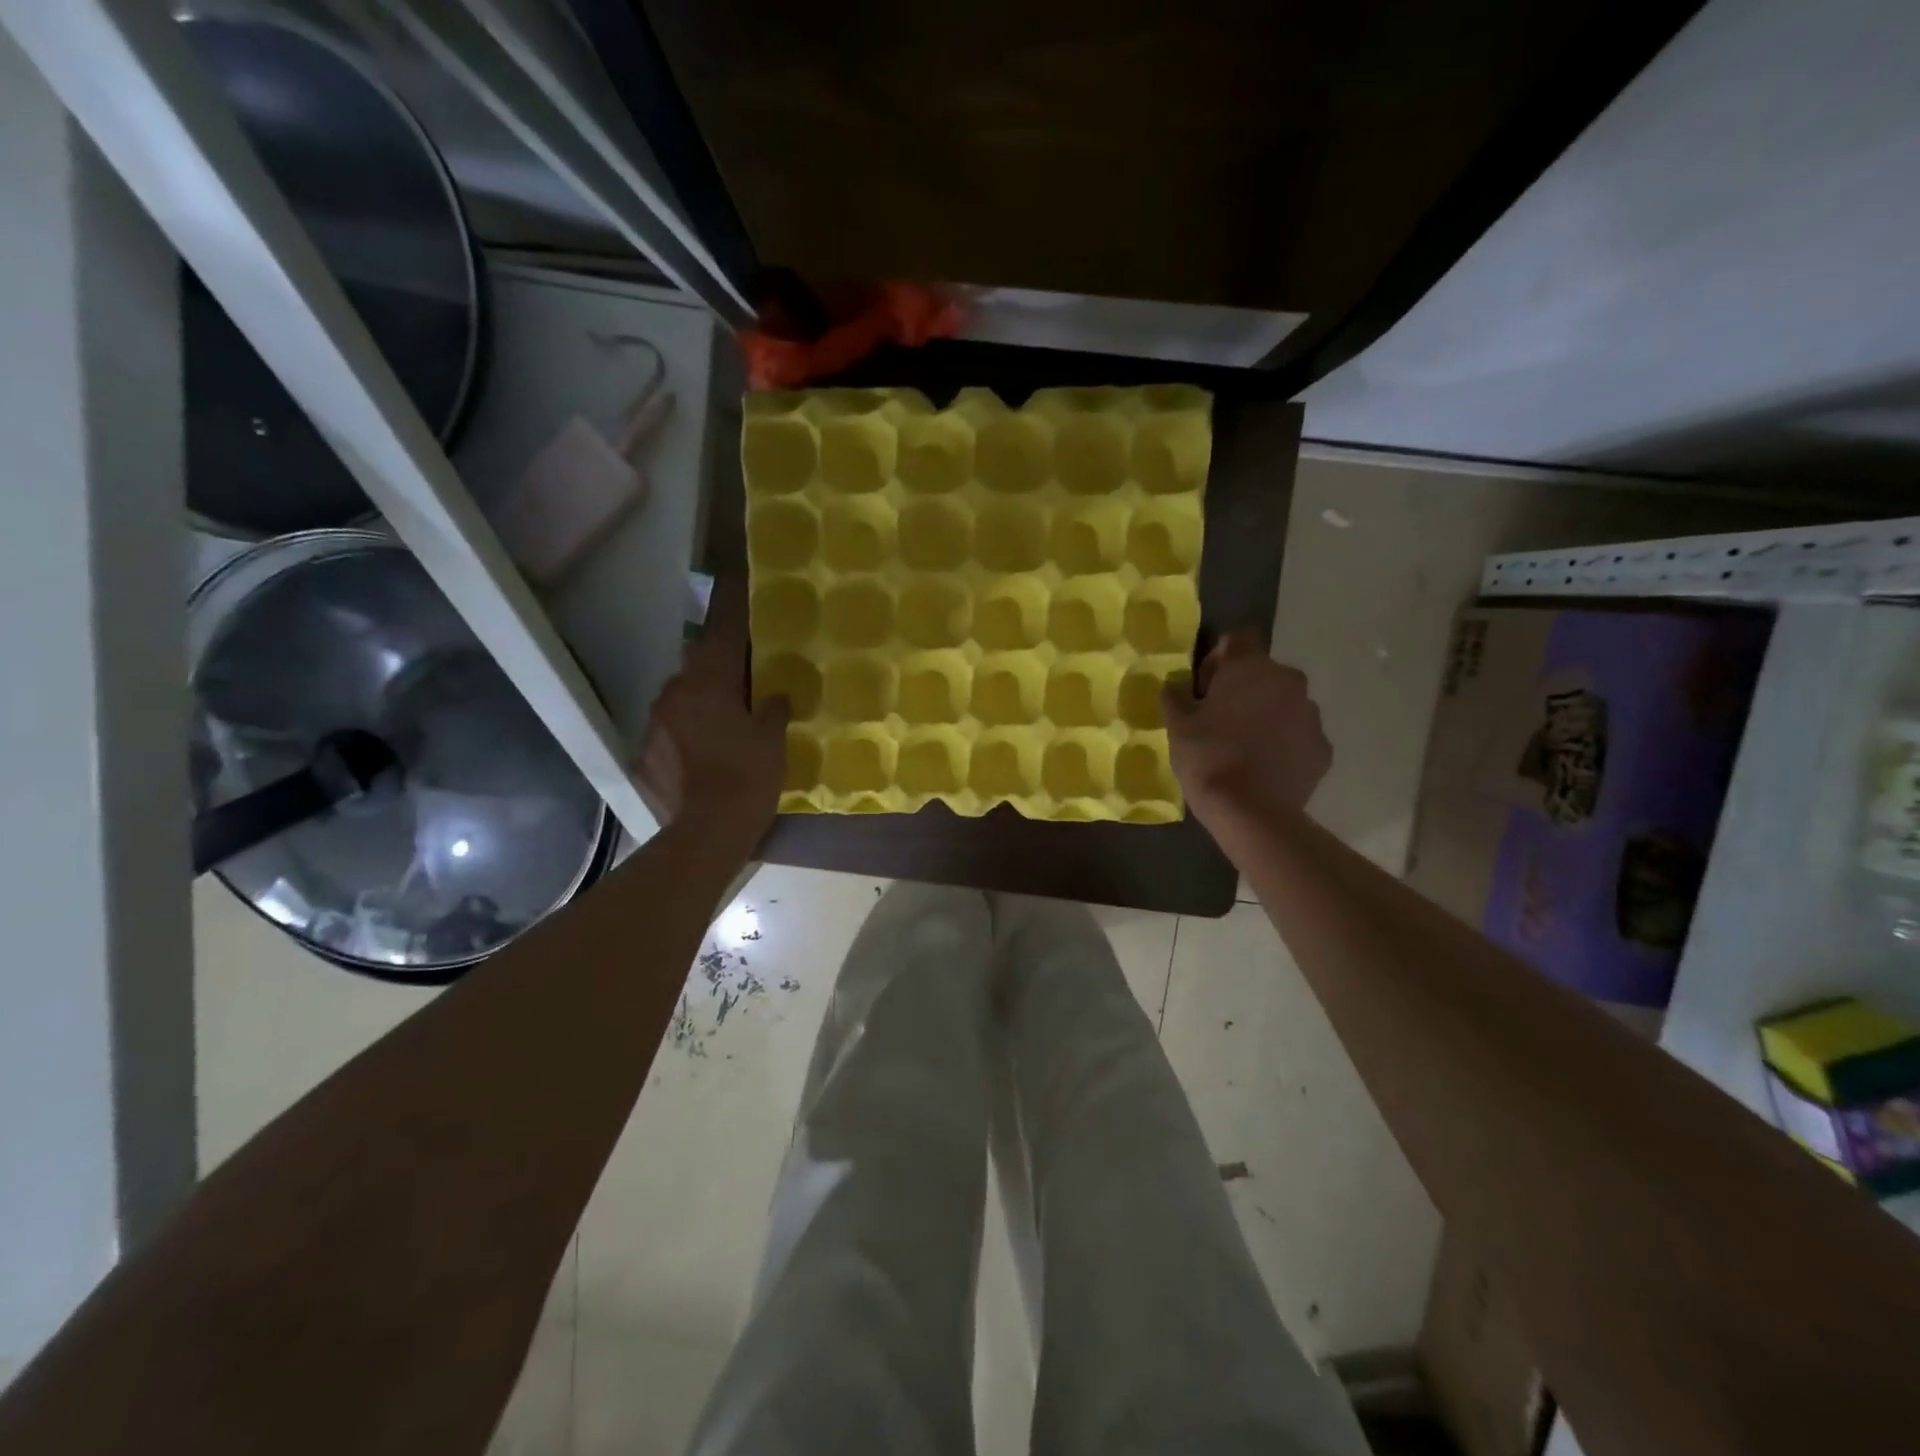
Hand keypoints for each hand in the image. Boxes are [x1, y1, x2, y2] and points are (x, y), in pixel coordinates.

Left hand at [636, 578, 789, 852]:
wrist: (707, 830)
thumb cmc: (748, 775)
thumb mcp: (773, 738)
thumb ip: (774, 708)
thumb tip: (774, 694)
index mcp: (709, 681)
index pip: (723, 632)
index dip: (731, 605)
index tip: (734, 578)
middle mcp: (676, 692)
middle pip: (699, 664)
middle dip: (719, 664)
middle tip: (744, 673)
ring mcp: (657, 721)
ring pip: (684, 696)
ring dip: (704, 699)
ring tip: (727, 716)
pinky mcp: (648, 750)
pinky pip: (674, 727)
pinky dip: (690, 729)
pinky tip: (706, 749)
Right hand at [1162, 630, 1330, 825]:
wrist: (1251, 812)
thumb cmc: (1208, 757)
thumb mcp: (1177, 725)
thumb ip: (1176, 696)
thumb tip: (1175, 685)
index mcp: (1252, 667)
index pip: (1238, 640)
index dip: (1219, 660)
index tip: (1204, 688)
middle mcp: (1289, 682)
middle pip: (1263, 674)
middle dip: (1244, 690)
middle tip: (1219, 721)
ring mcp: (1312, 715)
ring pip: (1284, 705)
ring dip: (1265, 717)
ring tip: (1243, 749)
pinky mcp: (1322, 749)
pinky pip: (1298, 736)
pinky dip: (1283, 745)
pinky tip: (1263, 768)